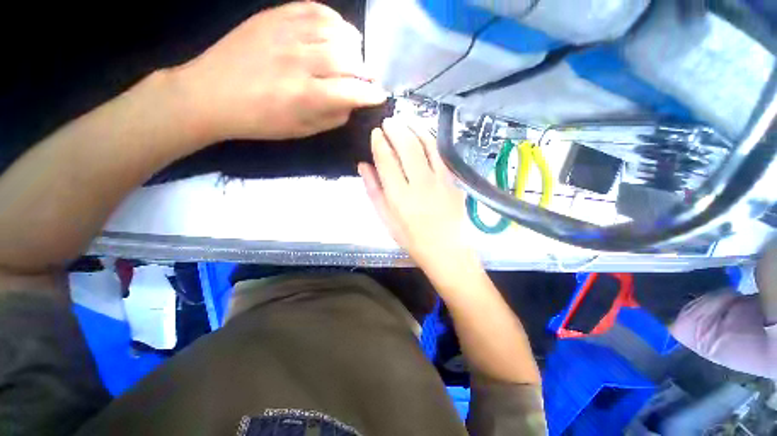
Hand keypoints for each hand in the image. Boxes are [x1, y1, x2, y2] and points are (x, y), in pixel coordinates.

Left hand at [171, 1, 386, 142]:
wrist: (211, 94)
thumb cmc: (260, 120)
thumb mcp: (301, 131)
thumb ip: (332, 118)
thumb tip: (351, 103)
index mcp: (306, 96)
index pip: (352, 91)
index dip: (371, 94)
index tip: (380, 95)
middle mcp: (300, 61)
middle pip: (348, 59)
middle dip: (366, 70)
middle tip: (369, 77)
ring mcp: (286, 34)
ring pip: (335, 32)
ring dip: (354, 45)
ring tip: (356, 55)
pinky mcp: (274, 17)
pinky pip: (314, 9)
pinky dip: (334, 20)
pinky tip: (338, 32)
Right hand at [359, 118, 477, 277]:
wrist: (447, 250)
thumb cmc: (412, 239)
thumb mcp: (386, 219)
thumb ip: (374, 191)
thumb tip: (363, 165)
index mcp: (399, 197)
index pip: (387, 161)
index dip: (380, 143)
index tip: (376, 133)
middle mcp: (420, 185)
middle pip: (407, 147)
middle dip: (396, 129)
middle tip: (389, 121)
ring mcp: (440, 181)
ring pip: (427, 145)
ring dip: (415, 129)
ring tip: (406, 121)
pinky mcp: (454, 181)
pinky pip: (441, 154)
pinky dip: (431, 140)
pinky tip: (424, 134)